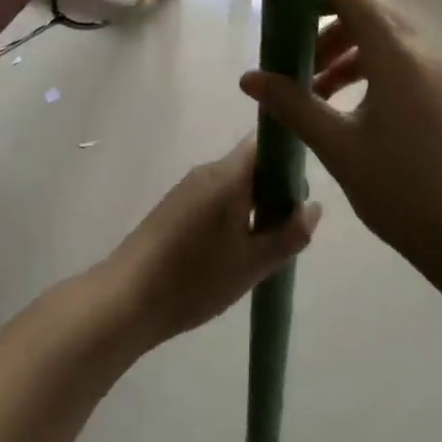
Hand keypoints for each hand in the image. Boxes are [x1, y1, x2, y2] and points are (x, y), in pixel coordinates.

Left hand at [100, 138, 320, 347]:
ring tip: (264, 245)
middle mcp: (208, 171)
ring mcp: (188, 187)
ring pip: (233, 183)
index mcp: (228, 175)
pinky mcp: (174, 205)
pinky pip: (214, 196)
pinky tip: (233, 250)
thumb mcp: (252, 263)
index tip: (304, 188)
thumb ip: (289, 234)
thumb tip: (314, 206)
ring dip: (253, 203)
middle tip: (289, 227)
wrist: (127, 298)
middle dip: (275, 188)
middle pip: (251, 163)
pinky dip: (232, 212)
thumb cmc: (195, 278)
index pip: (265, 143)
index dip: (289, 157)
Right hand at [240, 0, 441, 276]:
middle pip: (369, 12)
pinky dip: (372, 66)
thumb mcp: (338, 148)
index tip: (286, 21)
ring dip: (349, 50)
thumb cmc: (402, 191)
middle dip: (329, 29)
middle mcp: (422, 52)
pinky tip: (350, 106)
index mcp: (396, 57)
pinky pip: (403, 58)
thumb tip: (249, 78)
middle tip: (300, 62)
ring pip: (387, 36)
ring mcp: (440, 72)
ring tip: (318, 89)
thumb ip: (293, 105)